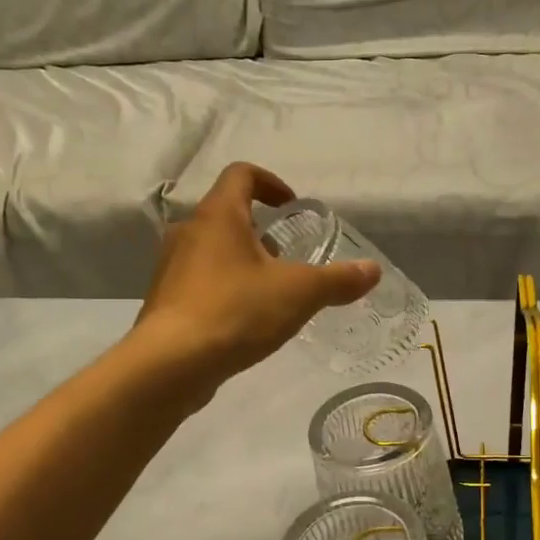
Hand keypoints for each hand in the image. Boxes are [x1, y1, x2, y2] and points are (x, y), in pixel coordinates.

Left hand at [134, 162, 378, 386]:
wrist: (171, 364)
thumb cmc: (236, 312)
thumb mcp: (299, 293)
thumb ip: (338, 280)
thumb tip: (373, 271)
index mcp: (218, 215)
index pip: (241, 175)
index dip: (270, 183)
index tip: (291, 207)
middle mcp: (188, 232)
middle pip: (226, 215)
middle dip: (260, 232)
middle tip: (287, 258)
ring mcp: (171, 268)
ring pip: (212, 251)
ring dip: (242, 261)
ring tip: (270, 292)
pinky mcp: (166, 301)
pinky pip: (200, 282)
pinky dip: (225, 289)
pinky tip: (244, 321)